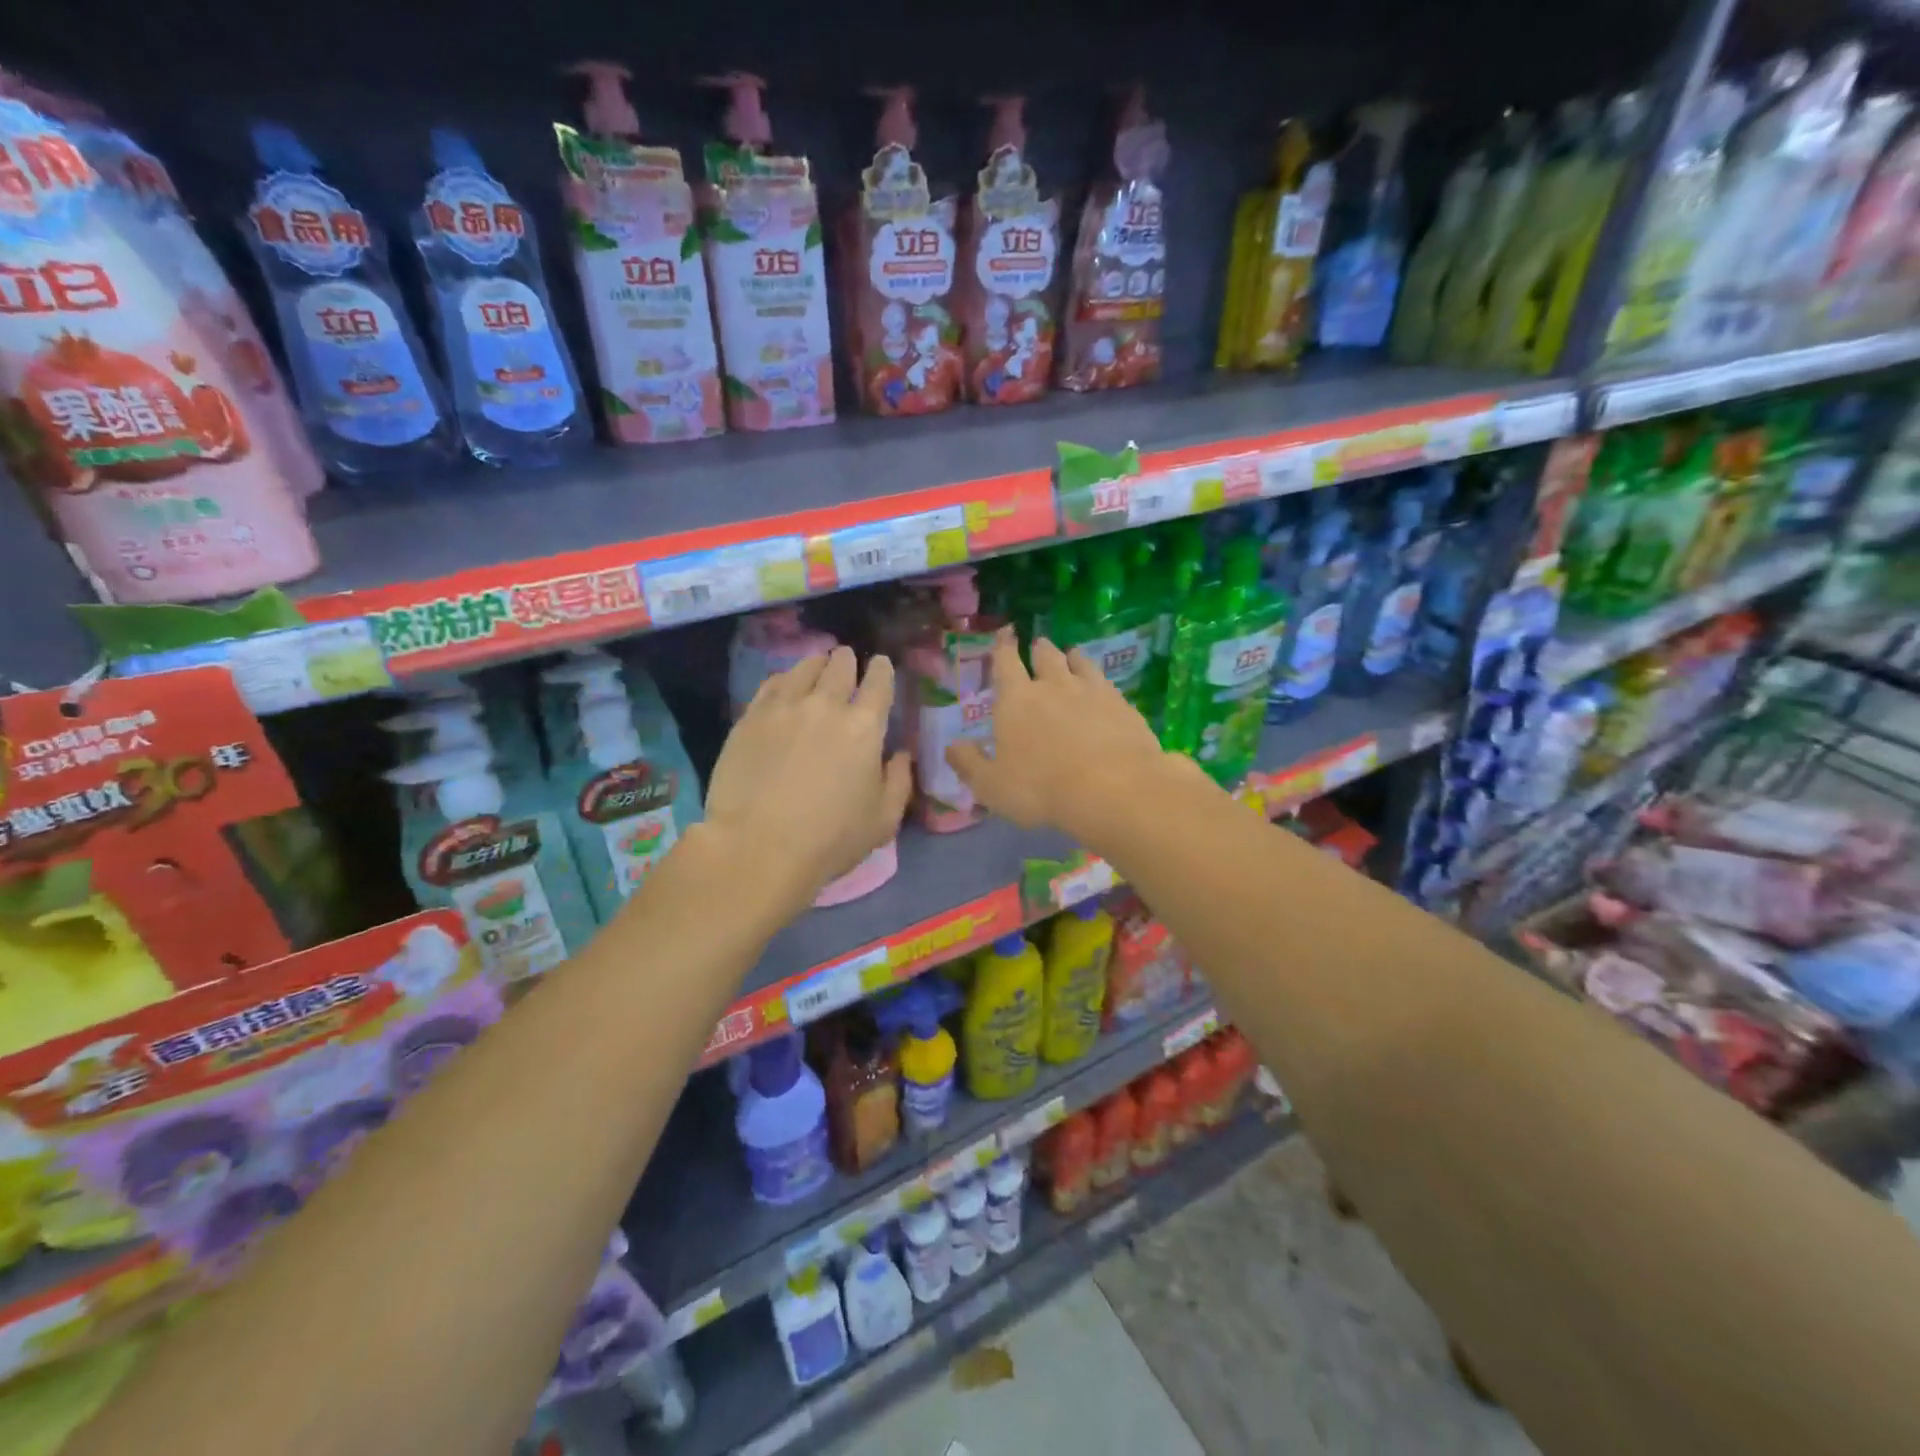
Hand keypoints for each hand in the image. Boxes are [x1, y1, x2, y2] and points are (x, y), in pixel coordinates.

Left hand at [703, 647, 911, 916]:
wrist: (759, 847)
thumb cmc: (831, 839)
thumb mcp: (883, 820)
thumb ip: (899, 781)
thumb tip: (901, 755)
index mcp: (865, 727)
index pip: (879, 683)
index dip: (883, 670)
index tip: (881, 666)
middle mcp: (826, 705)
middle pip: (840, 666)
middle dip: (848, 660)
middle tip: (847, 660)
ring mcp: (784, 707)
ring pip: (804, 668)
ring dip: (817, 664)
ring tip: (817, 665)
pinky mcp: (750, 718)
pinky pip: (772, 684)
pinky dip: (785, 678)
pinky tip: (784, 684)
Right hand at [945, 629, 1193, 846]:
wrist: (1113, 789)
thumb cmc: (1041, 788)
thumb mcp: (992, 786)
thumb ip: (969, 763)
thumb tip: (951, 746)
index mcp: (1016, 699)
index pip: (1005, 662)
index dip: (1003, 646)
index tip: (1005, 631)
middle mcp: (1054, 685)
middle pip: (1045, 656)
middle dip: (1039, 649)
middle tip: (1038, 645)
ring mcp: (1092, 691)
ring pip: (1079, 663)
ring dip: (1072, 657)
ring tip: (1071, 655)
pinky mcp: (1122, 705)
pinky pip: (1107, 683)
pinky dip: (1099, 680)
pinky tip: (1103, 688)